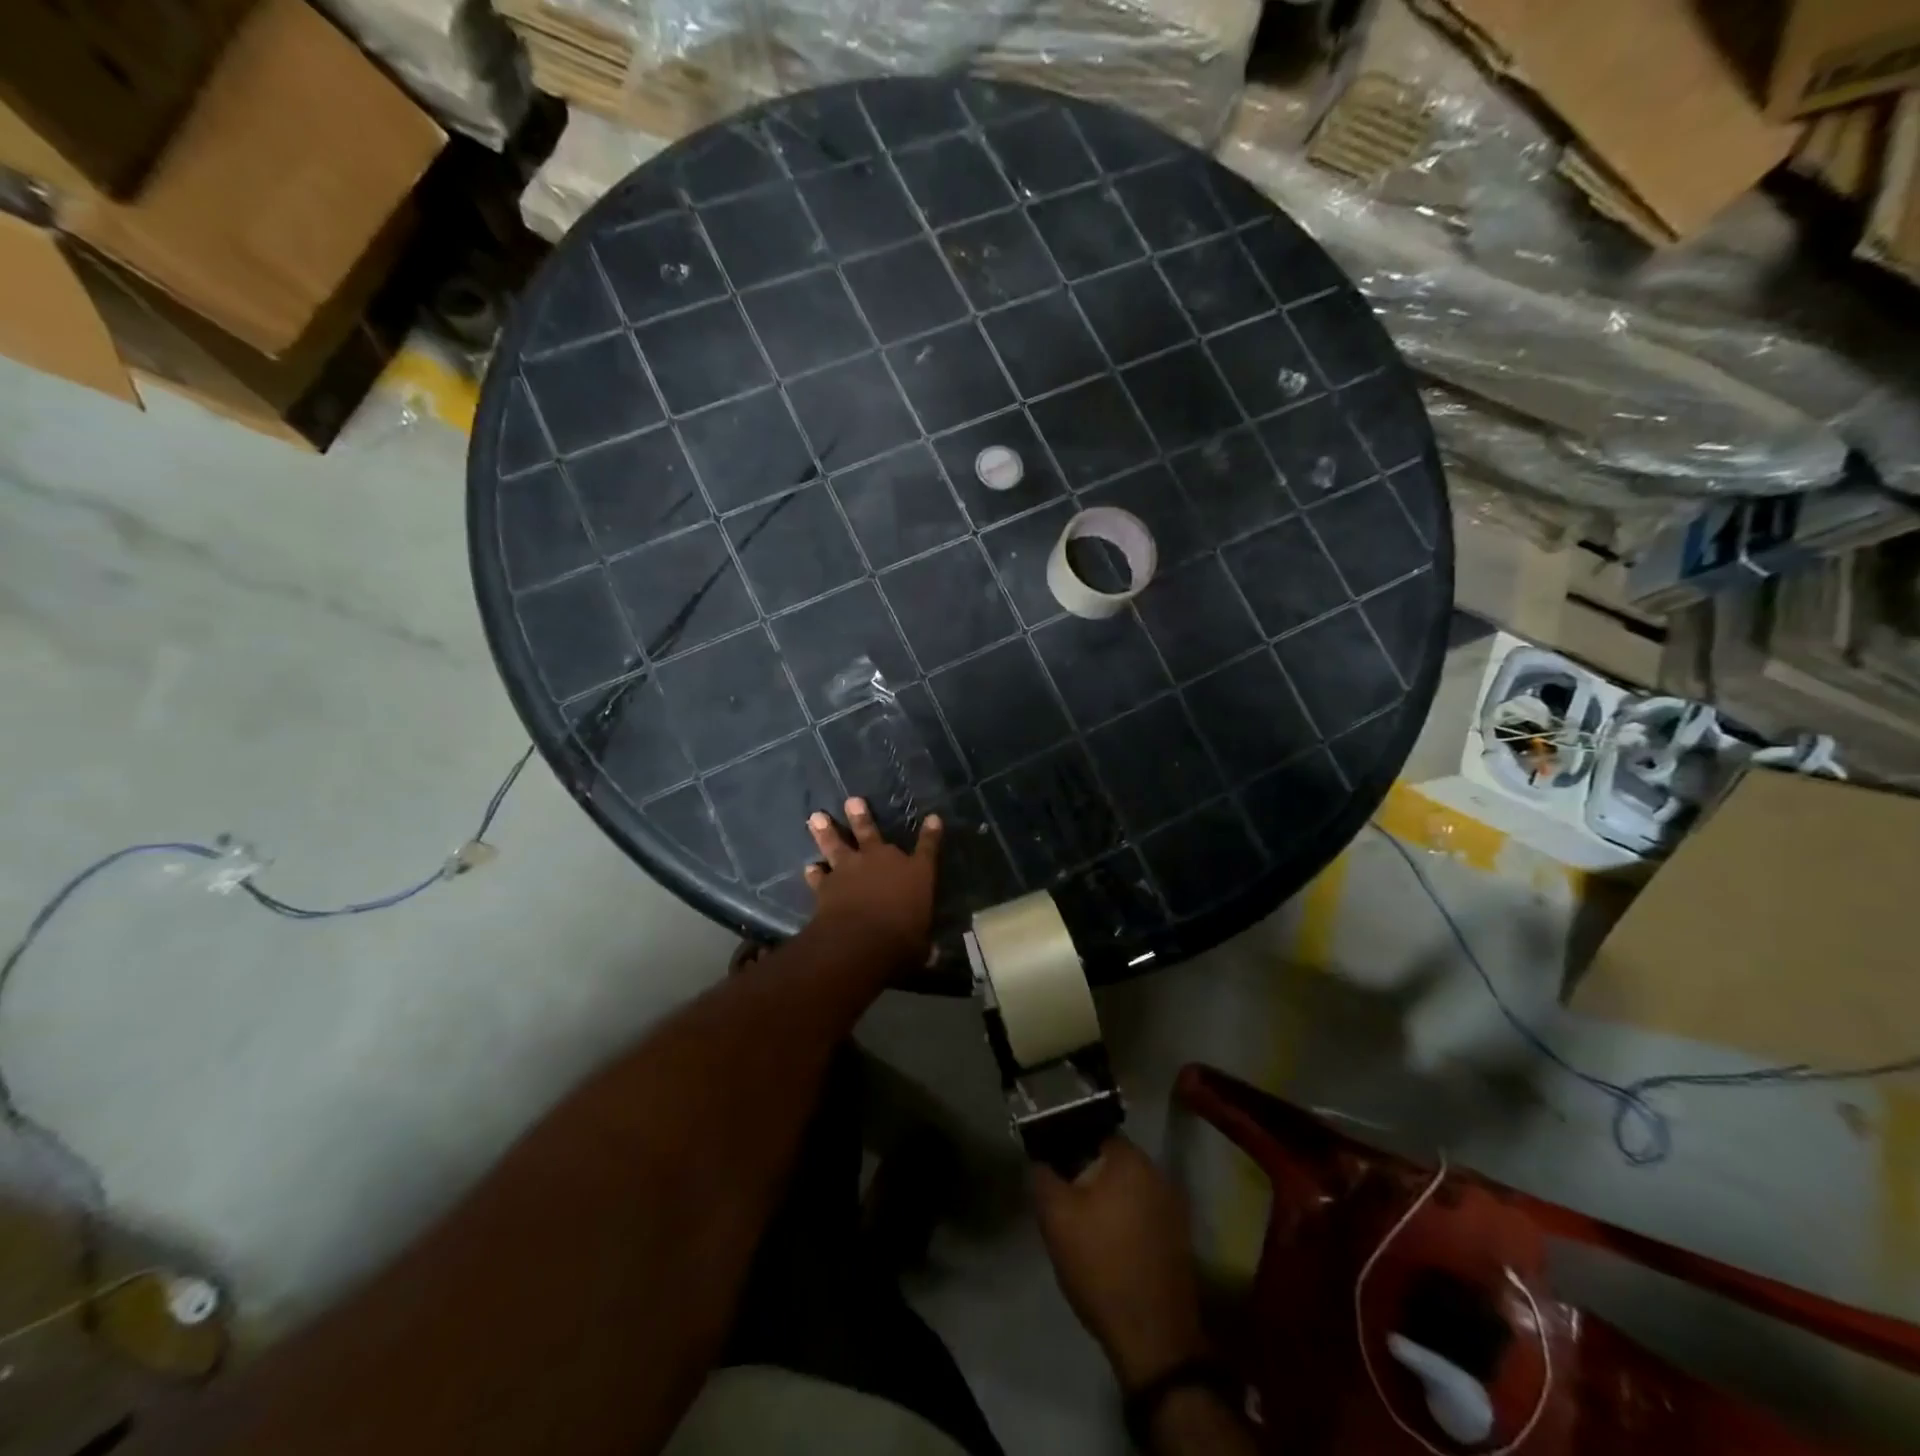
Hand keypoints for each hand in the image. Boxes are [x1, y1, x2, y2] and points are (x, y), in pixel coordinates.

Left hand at [802, 798, 941, 971]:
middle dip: (862, 816)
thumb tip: (934, 954)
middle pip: (871, 832)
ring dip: (827, 831)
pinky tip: (809, 867)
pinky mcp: (828, 884)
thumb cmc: (901, 941)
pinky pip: (819, 875)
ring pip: (837, 844)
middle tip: (852, 801)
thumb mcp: (921, 946)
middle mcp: (884, 862)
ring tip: (816, 816)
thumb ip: (924, 945)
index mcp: (916, 874)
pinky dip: (814, 872)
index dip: (932, 833)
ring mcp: (852, 869)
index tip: (933, 819)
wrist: (859, 941)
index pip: (928, 848)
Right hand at [1032, 1136, 1209, 1390]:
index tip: (1051, 1167)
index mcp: (1130, 1159)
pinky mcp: (1178, 1237)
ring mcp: (1172, 1206)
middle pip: (1111, 1161)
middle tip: (1062, 1198)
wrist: (1152, 1338)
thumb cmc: (1101, 1266)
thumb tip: (1039, 1159)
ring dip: (1106, 1199)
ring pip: (1127, 1188)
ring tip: (1082, 1225)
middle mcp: (1157, 1172)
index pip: (1092, 1132)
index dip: (1067, 1145)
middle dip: (1086, 1174)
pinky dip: (1124, 1220)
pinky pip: (1143, 1213)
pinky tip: (1108, 1246)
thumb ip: (1042, 1177)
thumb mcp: (1056, 1218)